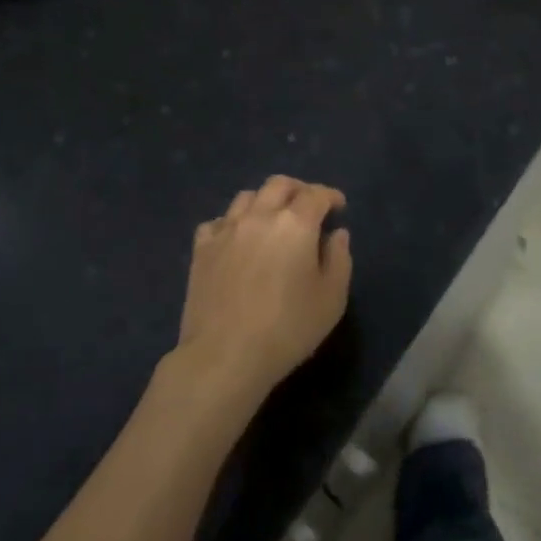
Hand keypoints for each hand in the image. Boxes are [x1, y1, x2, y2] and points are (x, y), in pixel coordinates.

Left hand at [176, 176, 352, 405]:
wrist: (224, 355)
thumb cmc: (287, 329)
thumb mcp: (331, 299)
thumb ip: (339, 259)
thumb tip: (336, 233)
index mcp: (295, 224)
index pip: (316, 194)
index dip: (330, 196)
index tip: (339, 206)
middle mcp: (259, 216)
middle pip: (279, 185)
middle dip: (298, 190)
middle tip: (308, 206)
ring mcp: (226, 230)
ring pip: (247, 197)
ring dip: (265, 201)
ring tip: (272, 220)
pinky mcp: (201, 248)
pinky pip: (218, 221)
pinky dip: (233, 222)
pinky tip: (238, 239)